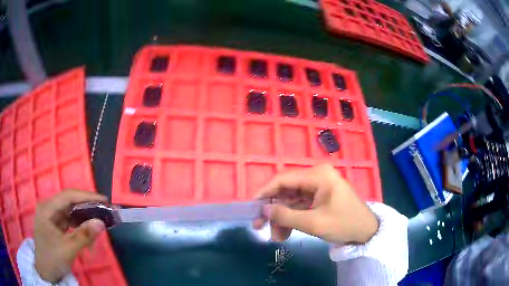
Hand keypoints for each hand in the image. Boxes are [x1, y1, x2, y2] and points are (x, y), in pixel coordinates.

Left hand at [34, 189, 106, 282]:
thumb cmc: (53, 259)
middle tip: (104, 212)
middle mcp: (48, 208)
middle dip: (86, 207)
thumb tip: (101, 223)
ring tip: (97, 225)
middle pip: (69, 202)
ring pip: (70, 212)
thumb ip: (84, 236)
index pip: (68, 196)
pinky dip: (79, 226)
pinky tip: (87, 233)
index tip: (104, 200)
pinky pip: (69, 221)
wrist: (46, 272)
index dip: (86, 196)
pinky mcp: (55, 225)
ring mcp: (51, 216)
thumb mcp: (68, 249)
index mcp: (47, 208)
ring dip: (84, 218)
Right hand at [253, 165, 377, 243]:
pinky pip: (300, 206)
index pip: (283, 180)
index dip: (265, 192)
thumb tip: (264, 210)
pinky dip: (292, 219)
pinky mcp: (320, 198)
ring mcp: (318, 188)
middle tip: (260, 226)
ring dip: (282, 218)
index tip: (251, 207)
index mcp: (318, 176)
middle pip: (286, 191)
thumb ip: (286, 216)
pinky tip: (286, 233)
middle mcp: (317, 177)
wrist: (366, 232)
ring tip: (276, 237)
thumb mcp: (314, 223)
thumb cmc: (344, 224)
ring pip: (291, 201)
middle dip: (273, 210)